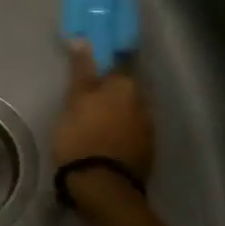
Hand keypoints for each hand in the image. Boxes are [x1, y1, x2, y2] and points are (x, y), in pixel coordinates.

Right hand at [53, 41, 154, 189]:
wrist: (103, 187)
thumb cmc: (82, 136)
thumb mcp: (75, 100)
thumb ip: (81, 70)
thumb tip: (83, 39)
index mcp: (127, 86)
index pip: (118, 66)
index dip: (103, 69)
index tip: (89, 76)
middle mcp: (145, 103)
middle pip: (126, 90)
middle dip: (111, 93)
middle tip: (88, 101)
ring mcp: (149, 130)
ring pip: (131, 113)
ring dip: (117, 114)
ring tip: (95, 124)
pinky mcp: (147, 153)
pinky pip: (132, 134)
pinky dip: (121, 134)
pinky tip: (106, 141)